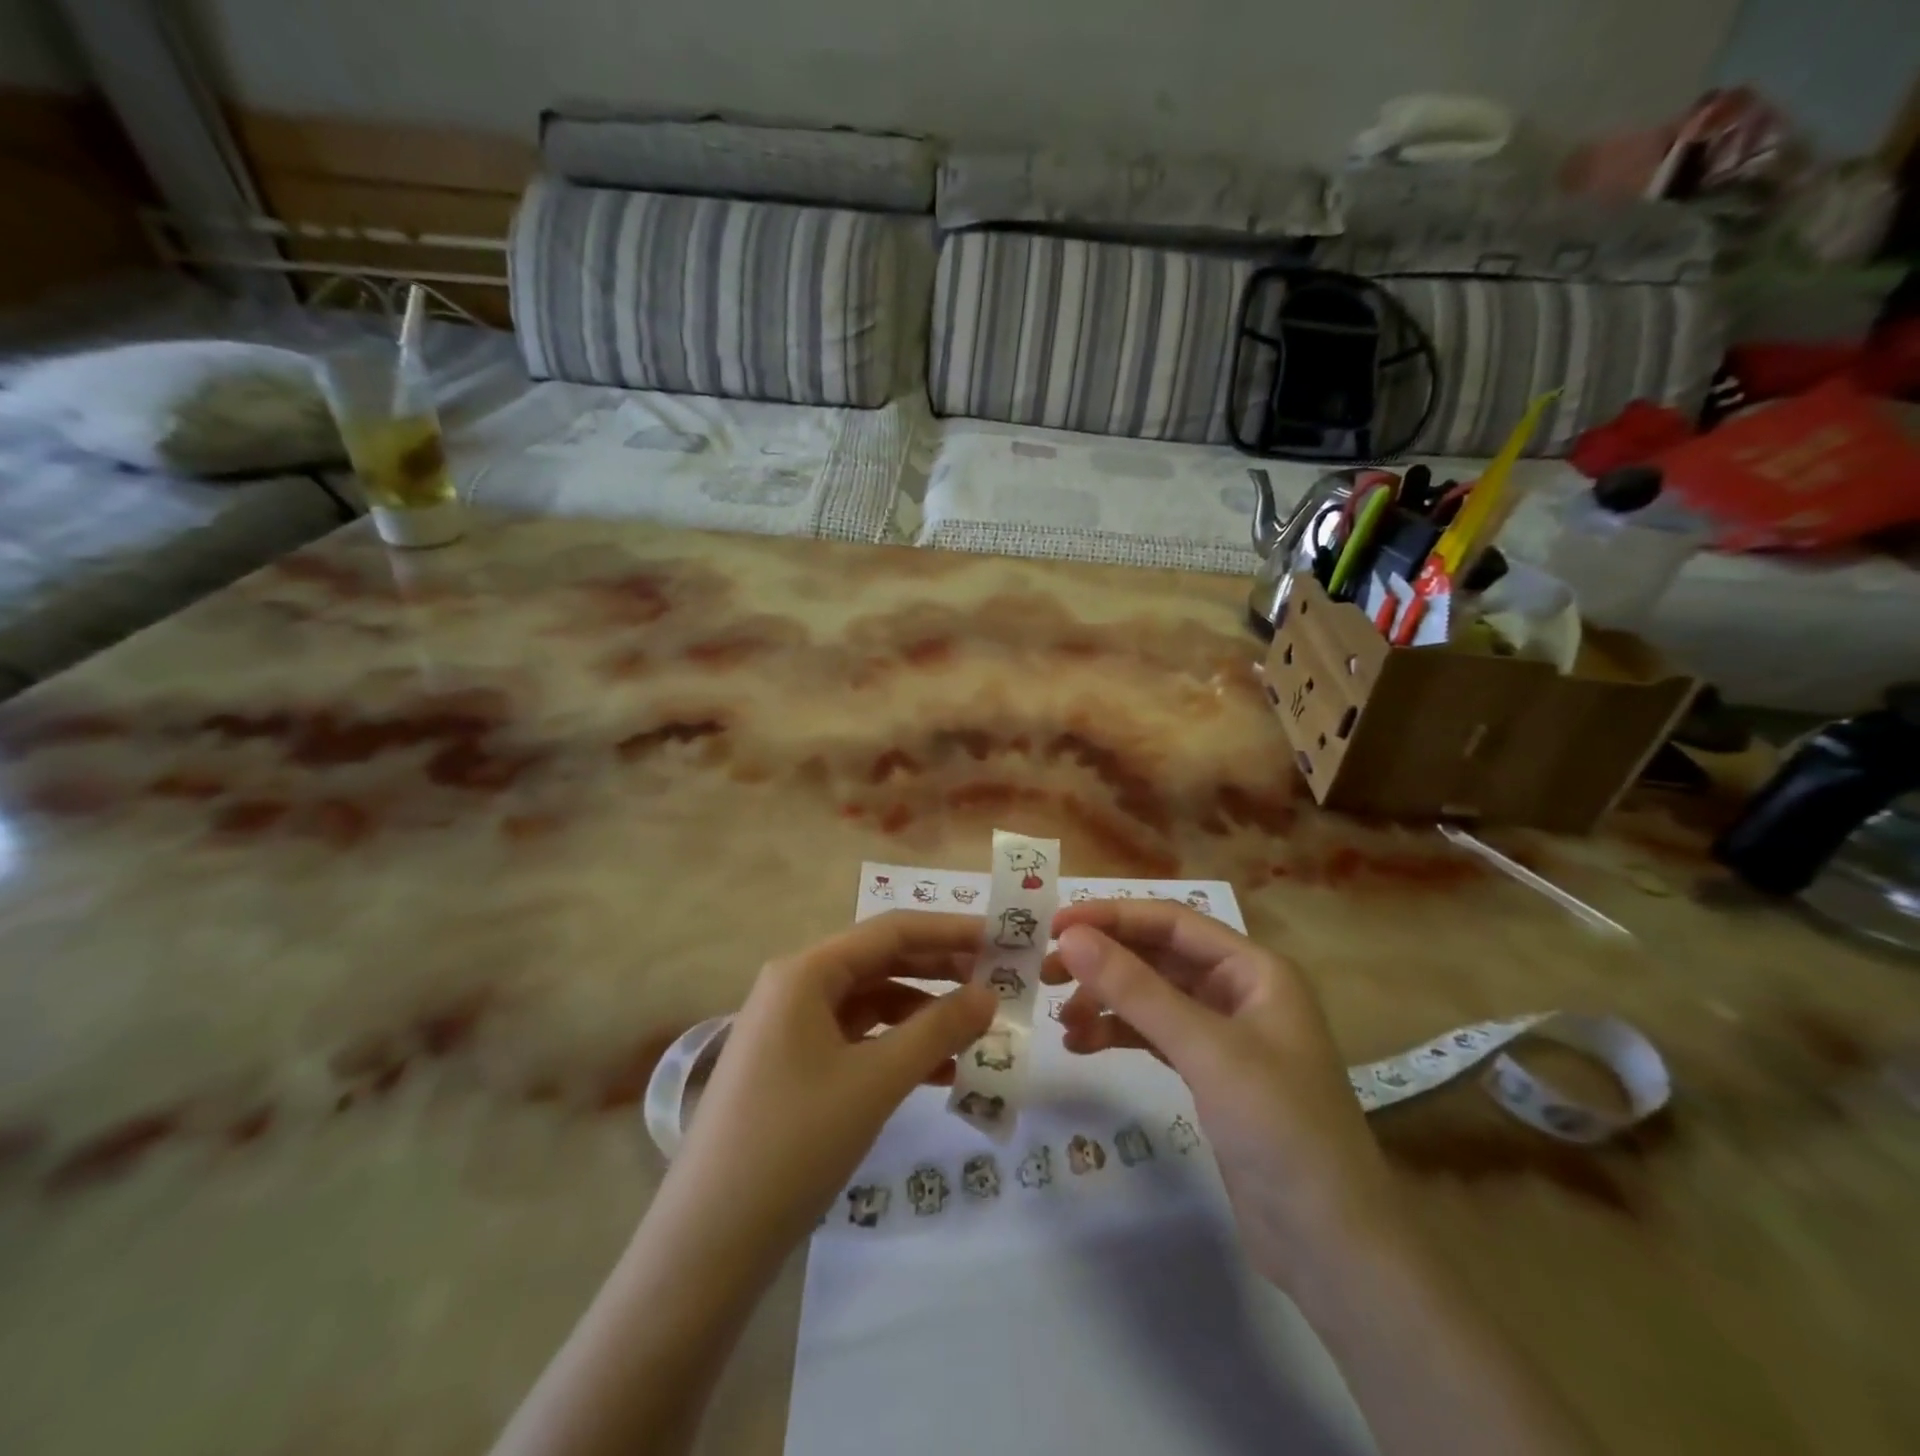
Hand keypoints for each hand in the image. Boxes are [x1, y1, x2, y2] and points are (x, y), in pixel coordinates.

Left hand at [658, 912, 995, 1267]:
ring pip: (872, 1004)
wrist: (707, 1243)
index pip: (890, 931)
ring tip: (978, 1032)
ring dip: (924, 1015)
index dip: (950, 930)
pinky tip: (941, 1073)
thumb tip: (989, 994)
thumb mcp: (875, 1081)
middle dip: (941, 971)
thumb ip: (938, 1030)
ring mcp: (792, 1029)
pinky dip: (898, 1049)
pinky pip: (857, 1041)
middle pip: (881, 963)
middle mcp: (796, 987)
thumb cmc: (794, 1143)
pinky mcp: (794, 1068)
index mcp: (806, 972)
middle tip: (1000, 982)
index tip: (1003, 938)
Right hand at [1044, 900, 1397, 1290]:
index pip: (1171, 922)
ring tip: (1061, 1020)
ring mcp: (1226, 1035)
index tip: (1055, 927)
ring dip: (1106, 1000)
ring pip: (1152, 996)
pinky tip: (1082, 1045)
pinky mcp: (1211, 1075)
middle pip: (1159, 956)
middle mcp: (1240, 991)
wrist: (1333, 1248)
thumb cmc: (1280, 1129)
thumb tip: (1071, 937)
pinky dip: (1119, 1034)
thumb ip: (1135, 989)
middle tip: (1046, 972)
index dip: (1113, 917)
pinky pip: (1155, 1035)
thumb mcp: (1205, 1050)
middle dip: (1104, 960)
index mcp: (1254, 970)